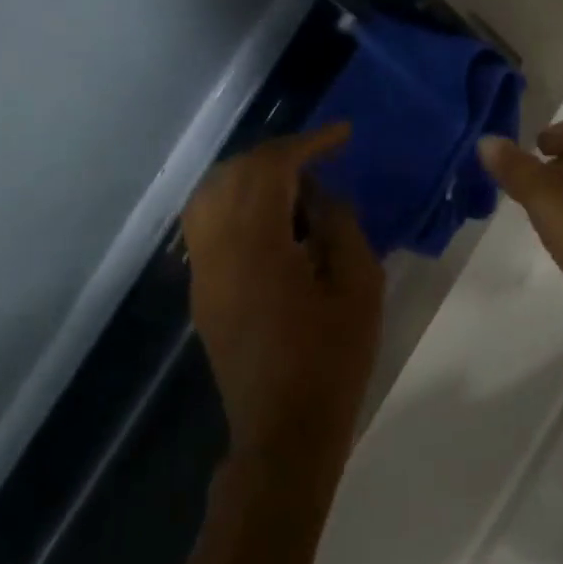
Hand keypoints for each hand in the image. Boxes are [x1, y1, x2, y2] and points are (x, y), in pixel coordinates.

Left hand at [181, 125, 383, 480]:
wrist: (285, 428)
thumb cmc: (333, 357)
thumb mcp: (359, 286)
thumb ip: (341, 227)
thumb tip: (322, 195)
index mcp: (257, 246)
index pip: (271, 169)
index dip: (307, 143)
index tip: (342, 135)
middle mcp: (217, 251)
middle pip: (231, 175)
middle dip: (276, 155)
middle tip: (321, 155)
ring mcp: (203, 272)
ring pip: (209, 197)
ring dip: (250, 176)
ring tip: (295, 182)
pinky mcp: (203, 292)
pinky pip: (208, 225)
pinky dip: (237, 203)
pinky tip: (274, 219)